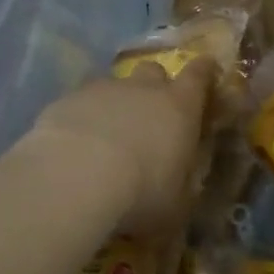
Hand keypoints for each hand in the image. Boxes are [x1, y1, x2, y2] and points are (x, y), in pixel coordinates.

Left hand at [28, 59, 214, 234]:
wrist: (75, 178)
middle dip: (154, 87)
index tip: (206, 68)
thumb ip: (181, 185)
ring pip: (114, 86)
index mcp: (179, 107)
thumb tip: (181, 184)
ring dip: (115, 105)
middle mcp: (143, 89)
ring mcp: (102, 90)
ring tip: (105, 138)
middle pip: (154, 71)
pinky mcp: (66, 100)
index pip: (198, 76)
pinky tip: (73, 146)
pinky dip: (82, 119)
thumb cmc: (141, 193)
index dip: (204, 71)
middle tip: (150, 115)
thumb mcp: (176, 204)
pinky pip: (80, 103)